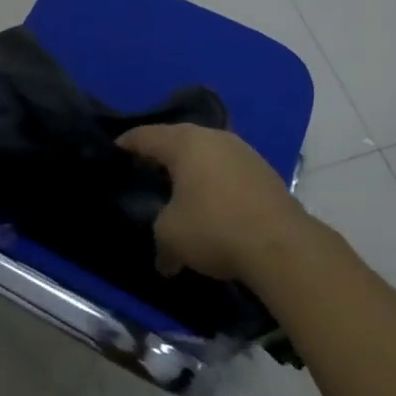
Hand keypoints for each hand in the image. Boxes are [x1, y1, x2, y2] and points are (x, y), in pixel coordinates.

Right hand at [119, 124, 307, 282]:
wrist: (281, 245)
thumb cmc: (214, 228)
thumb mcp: (171, 237)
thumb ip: (160, 238)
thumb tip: (166, 259)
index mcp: (184, 142)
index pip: (145, 135)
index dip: (126, 144)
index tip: (114, 152)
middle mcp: (213, 137)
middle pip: (177, 139)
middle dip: (161, 155)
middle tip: (144, 172)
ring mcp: (242, 151)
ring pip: (206, 153)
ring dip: (191, 169)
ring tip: (178, 190)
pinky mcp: (263, 170)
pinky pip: (227, 169)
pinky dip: (213, 181)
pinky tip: (211, 203)